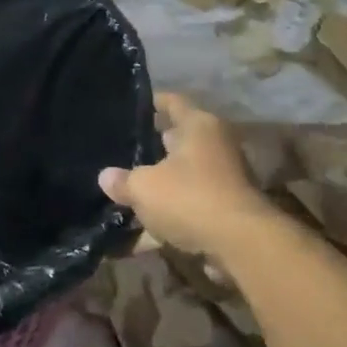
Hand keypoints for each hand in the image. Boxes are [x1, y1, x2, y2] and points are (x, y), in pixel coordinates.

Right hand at [98, 93, 274, 258]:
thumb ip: (123, 181)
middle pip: (179, 140)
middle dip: (153, 146)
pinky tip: (139, 234)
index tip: (132, 105)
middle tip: (122, 150)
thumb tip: (106, 177)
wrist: (240, 244)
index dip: (153, 102)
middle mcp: (215, 146)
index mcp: (198, 126)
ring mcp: (223, 179)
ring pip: (182, 176)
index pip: (173, 102)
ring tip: (126, 190)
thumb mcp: (144, 187)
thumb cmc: (190, 197)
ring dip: (159, 185)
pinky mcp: (224, 210)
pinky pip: (187, 207)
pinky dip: (166, 217)